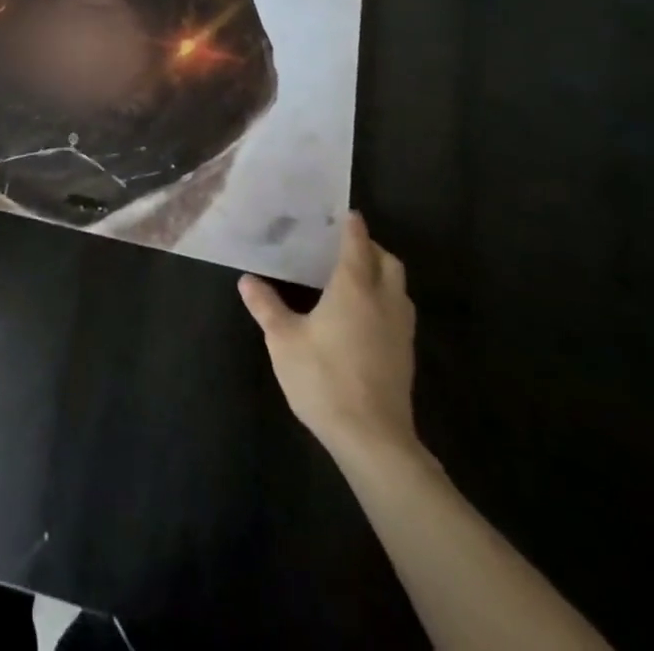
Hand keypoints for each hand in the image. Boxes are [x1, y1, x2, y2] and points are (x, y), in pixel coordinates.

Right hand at [239, 212, 421, 467]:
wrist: (373, 440)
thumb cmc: (324, 378)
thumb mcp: (283, 339)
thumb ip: (266, 306)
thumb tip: (247, 280)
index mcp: (354, 288)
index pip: (358, 245)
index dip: (353, 227)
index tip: (346, 214)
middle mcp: (383, 301)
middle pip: (389, 263)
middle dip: (372, 249)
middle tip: (346, 246)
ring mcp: (400, 331)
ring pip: (399, 289)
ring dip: (382, 275)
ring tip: (355, 277)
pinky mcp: (405, 357)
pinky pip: (399, 312)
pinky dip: (385, 300)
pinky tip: (363, 315)